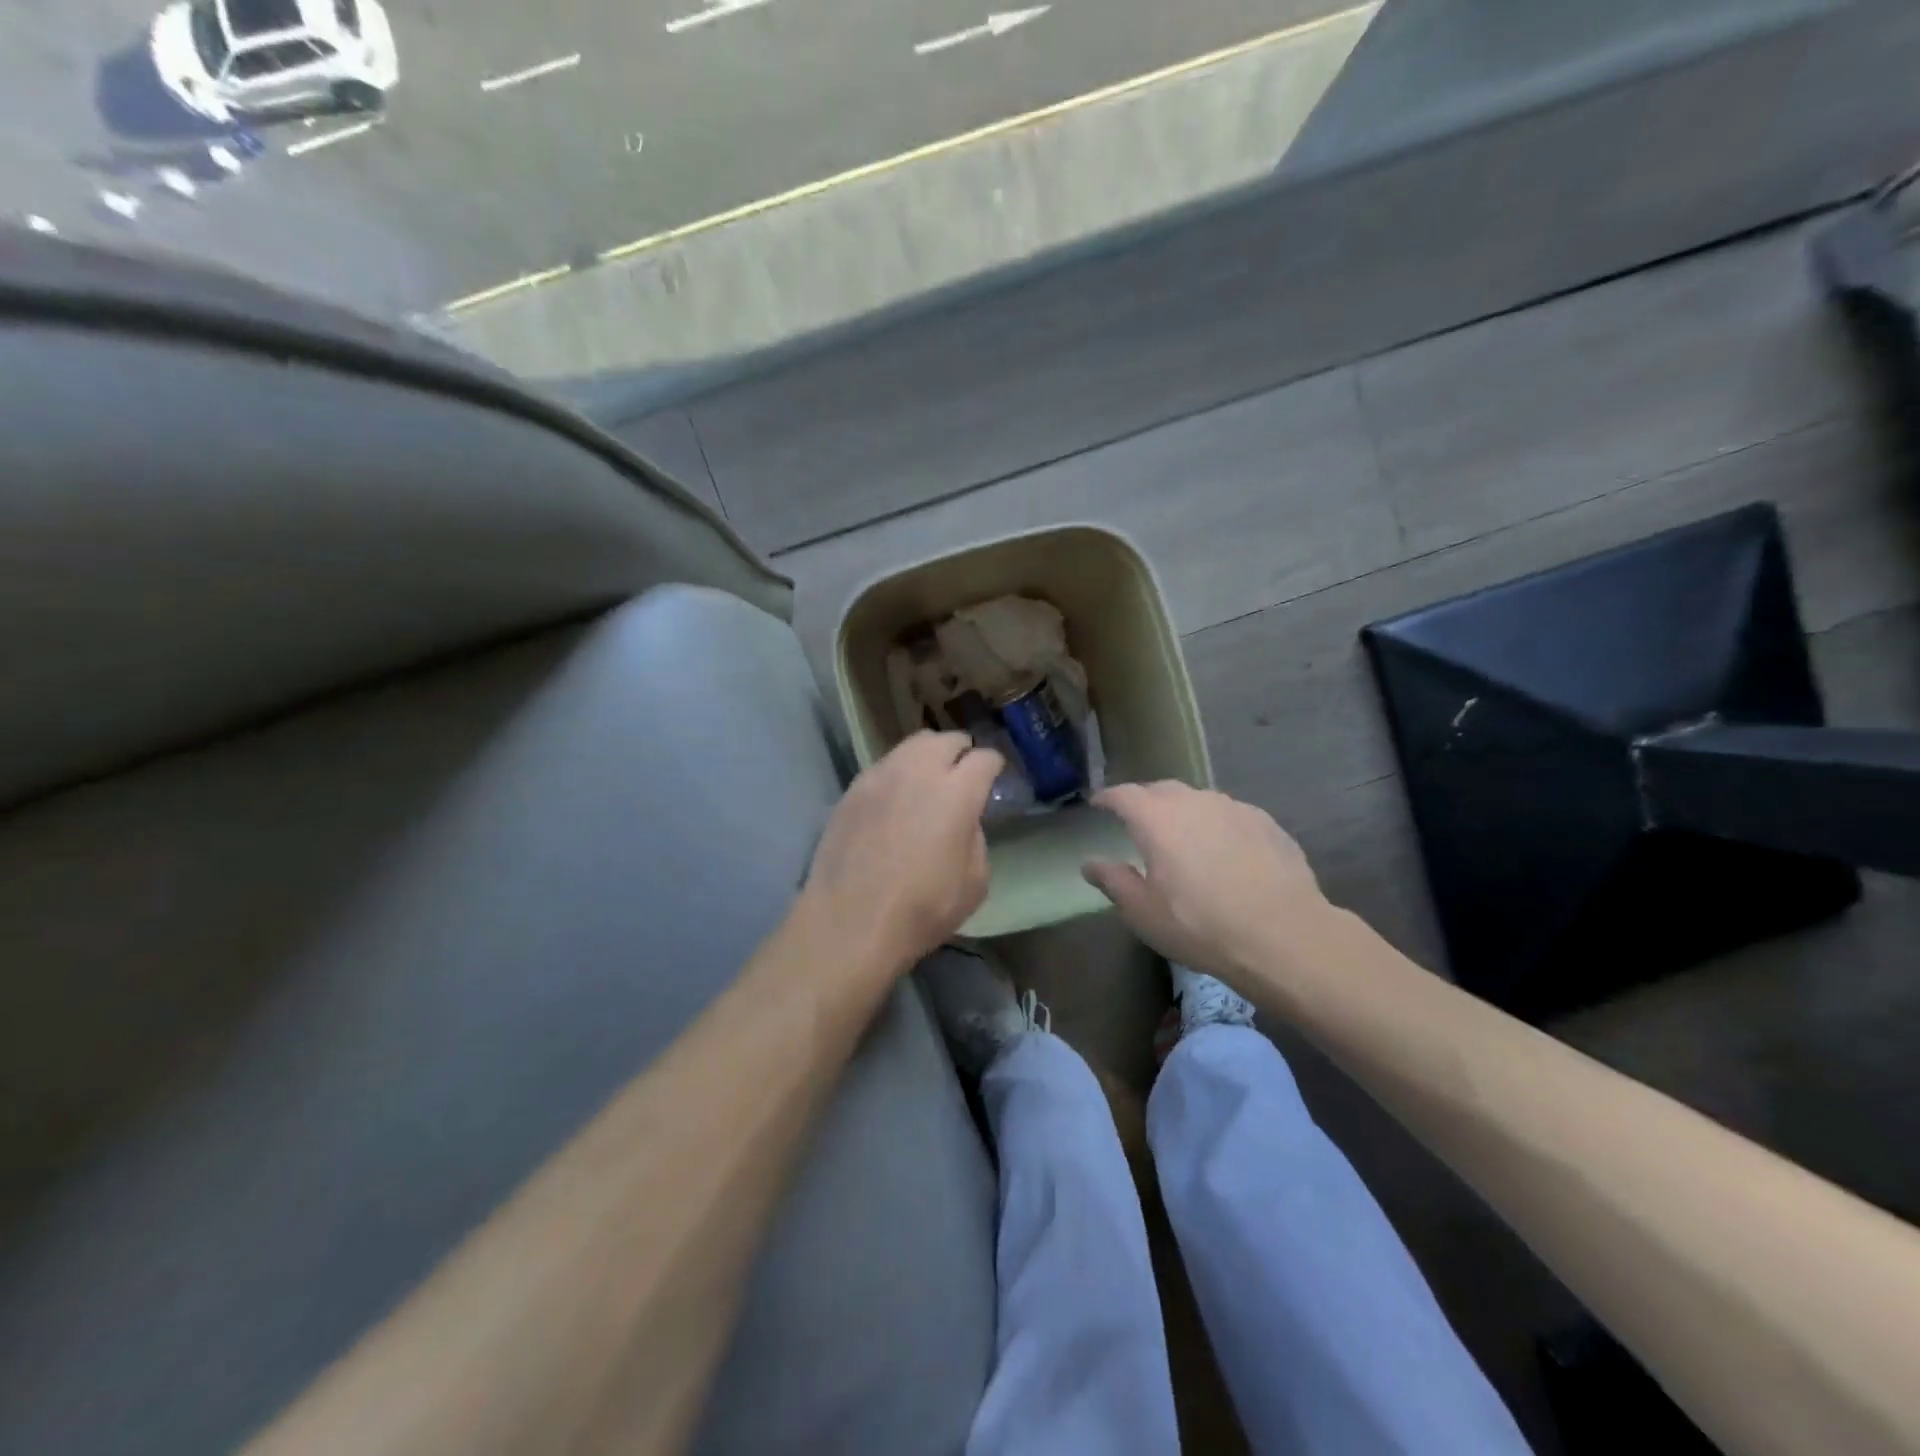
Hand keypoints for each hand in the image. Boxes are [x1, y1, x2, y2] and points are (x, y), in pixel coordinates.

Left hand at [802, 731, 1003, 976]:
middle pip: (946, 739)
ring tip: (928, 781)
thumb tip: (964, 821)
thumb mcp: (975, 882)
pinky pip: (883, 767)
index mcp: (957, 792)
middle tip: (963, 773)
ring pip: (911, 746)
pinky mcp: (852, 790)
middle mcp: (918, 771)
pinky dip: (898, 774)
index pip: (984, 758)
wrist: (850, 922)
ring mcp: (880, 776)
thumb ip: (975, 838)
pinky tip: (896, 801)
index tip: (995, 777)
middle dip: (961, 751)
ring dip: (927, 757)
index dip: (994, 765)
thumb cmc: (923, 909)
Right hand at [1082, 782, 1330, 986]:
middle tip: (1138, 822)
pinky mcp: (1266, 823)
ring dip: (1184, 812)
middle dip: (1145, 801)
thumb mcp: (1144, 912)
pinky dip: (1217, 826)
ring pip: (1199, 801)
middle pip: (1162, 790)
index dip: (1108, 798)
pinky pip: (1230, 816)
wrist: (1284, 935)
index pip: (1123, 795)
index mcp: (1157, 819)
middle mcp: (1194, 801)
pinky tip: (1225, 852)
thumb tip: (1090, 863)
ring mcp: (1234, 808)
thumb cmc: (1200, 926)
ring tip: (1183, 837)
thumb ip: (1113, 881)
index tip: (1098, 804)